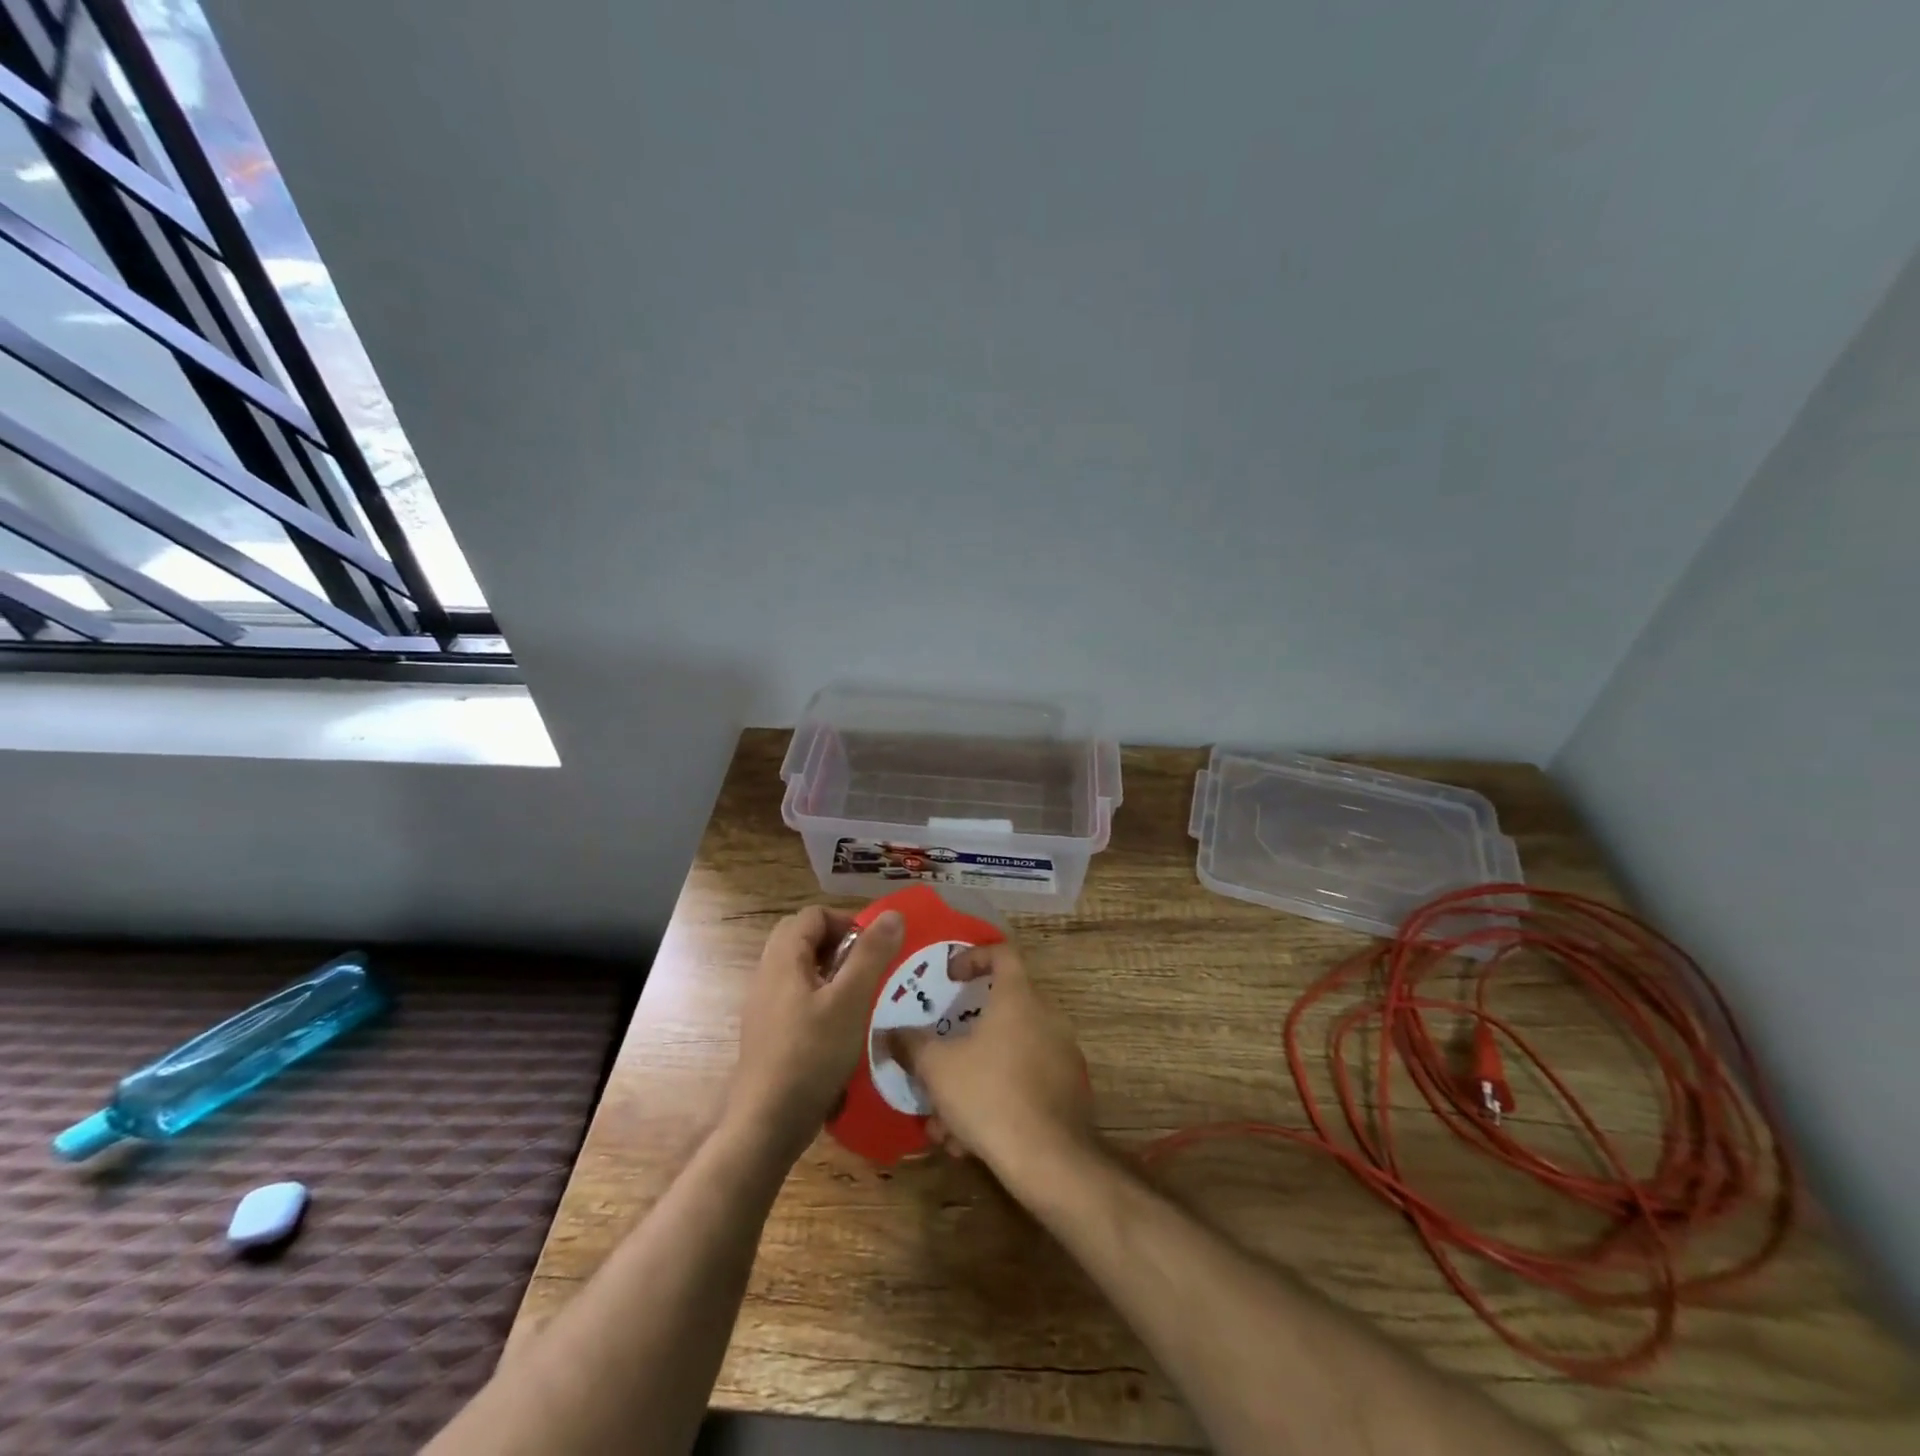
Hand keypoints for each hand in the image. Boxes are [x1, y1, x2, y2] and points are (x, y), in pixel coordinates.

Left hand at [727, 905, 902, 1160]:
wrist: (767, 1122)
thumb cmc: (811, 1054)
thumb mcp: (850, 1001)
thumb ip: (871, 954)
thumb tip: (893, 914)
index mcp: (783, 959)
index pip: (813, 915)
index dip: (846, 922)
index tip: (873, 949)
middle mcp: (768, 974)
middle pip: (803, 938)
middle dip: (839, 945)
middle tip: (867, 969)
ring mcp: (765, 1006)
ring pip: (800, 969)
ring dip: (832, 973)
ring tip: (861, 997)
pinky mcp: (769, 1033)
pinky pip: (796, 998)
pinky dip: (821, 999)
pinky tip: (842, 1027)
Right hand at [888, 941, 1095, 1186]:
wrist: (1049, 1159)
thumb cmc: (989, 1094)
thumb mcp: (937, 1067)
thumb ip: (911, 1044)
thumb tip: (889, 1032)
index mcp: (1018, 997)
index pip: (1002, 953)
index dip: (973, 957)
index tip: (950, 977)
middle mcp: (1046, 1017)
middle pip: (1001, 1010)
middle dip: (963, 1038)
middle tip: (938, 1058)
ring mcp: (1062, 1054)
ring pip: (1008, 1055)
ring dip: (972, 1080)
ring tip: (943, 1121)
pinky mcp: (1068, 1091)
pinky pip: (1025, 1082)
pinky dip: (996, 1099)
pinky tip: (970, 1140)